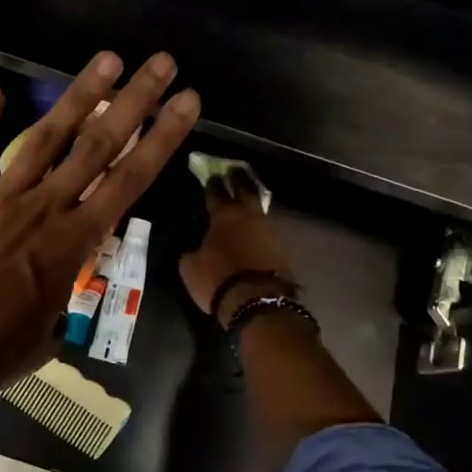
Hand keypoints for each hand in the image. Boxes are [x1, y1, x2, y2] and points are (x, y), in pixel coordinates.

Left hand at [0, 50, 199, 405]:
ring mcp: (2, 195)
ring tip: (107, 59)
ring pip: (46, 136)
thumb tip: (64, 285)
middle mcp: (46, 206)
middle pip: (98, 145)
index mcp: (75, 240)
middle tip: (161, 63)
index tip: (186, 102)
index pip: (130, 180)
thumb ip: (64, 293)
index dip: (162, 138)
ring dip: (79, 96)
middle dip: (134, 101)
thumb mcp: (50, 329)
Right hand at [178, 173, 295, 320]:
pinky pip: (268, 229)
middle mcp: (248, 216)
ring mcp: (269, 230)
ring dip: (252, 201)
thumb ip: (192, 250)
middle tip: (235, 170)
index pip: (216, 192)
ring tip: (246, 197)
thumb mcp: (190, 267)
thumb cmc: (218, 280)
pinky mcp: (282, 248)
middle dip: (238, 178)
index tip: (211, 174)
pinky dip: (260, 226)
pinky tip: (256, 228)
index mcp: (223, 215)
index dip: (212, 183)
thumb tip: (195, 247)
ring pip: (259, 208)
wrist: (258, 301)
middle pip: (245, 189)